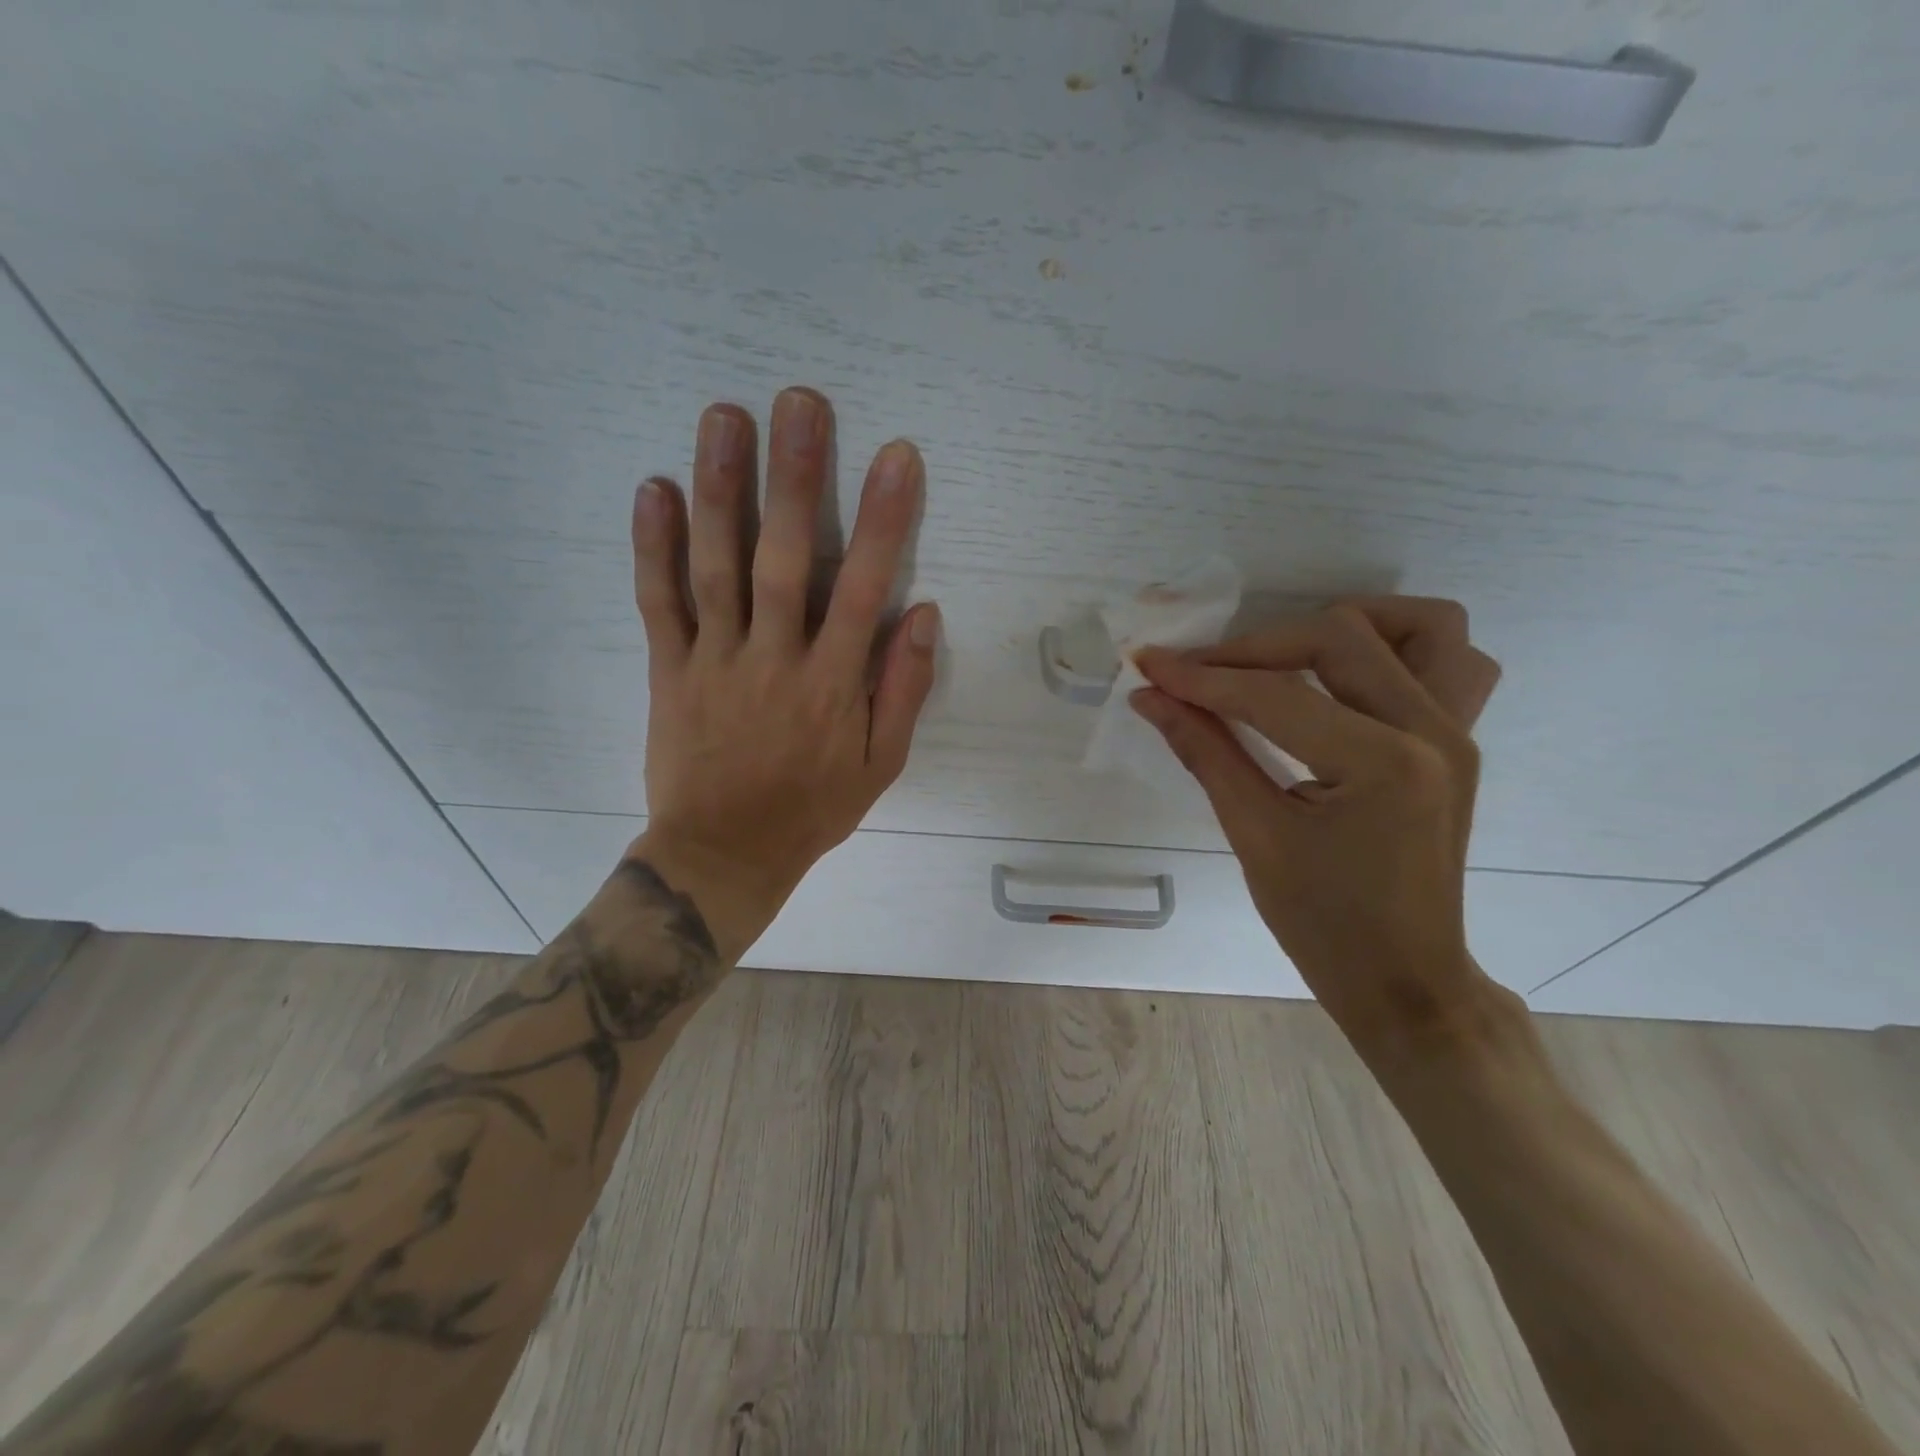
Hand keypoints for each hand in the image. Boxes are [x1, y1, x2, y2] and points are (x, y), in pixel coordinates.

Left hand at [626, 387, 939, 959]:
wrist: (724, 854)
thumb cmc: (812, 809)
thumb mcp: (880, 765)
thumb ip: (903, 690)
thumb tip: (924, 614)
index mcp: (832, 683)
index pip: (861, 588)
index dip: (882, 520)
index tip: (896, 456)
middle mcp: (774, 659)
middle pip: (783, 558)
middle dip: (795, 478)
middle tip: (799, 401)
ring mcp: (715, 660)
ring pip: (716, 566)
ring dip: (721, 489)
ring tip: (725, 417)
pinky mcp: (668, 670)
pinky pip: (658, 603)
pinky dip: (653, 547)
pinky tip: (655, 488)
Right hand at [1132, 598, 1502, 1056]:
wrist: (1404, 980)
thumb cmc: (1323, 924)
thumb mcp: (1254, 836)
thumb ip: (1204, 751)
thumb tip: (1150, 697)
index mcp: (1382, 765)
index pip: (1274, 694)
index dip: (1202, 677)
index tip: (1148, 664)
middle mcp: (1433, 732)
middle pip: (1340, 637)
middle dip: (1254, 647)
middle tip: (1198, 673)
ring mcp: (1459, 733)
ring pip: (1423, 627)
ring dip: (1346, 626)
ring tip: (1284, 654)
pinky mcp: (1459, 742)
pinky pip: (1450, 662)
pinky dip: (1394, 649)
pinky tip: (1342, 678)